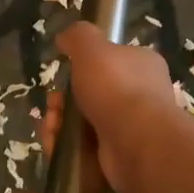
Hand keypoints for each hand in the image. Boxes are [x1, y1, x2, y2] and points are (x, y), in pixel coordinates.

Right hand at [52, 22, 182, 192]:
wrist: (138, 144)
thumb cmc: (117, 88)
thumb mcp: (92, 48)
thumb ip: (78, 37)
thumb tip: (65, 37)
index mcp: (142, 66)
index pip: (109, 62)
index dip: (81, 68)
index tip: (63, 75)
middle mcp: (141, 96)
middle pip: (90, 95)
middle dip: (62, 102)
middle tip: (53, 107)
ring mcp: (131, 128)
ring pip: (84, 123)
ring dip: (60, 126)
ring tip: (52, 131)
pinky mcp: (119, 155)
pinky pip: (86, 149)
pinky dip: (67, 148)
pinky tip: (56, 148)